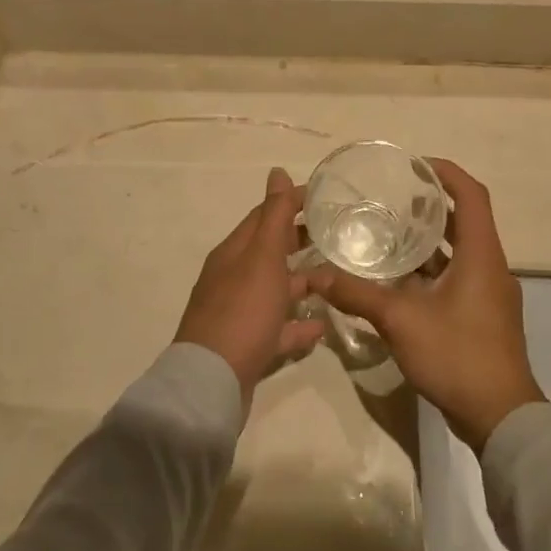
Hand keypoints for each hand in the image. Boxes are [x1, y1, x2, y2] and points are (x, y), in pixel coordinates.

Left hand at [175, 167, 324, 401]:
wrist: (212, 380)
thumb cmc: (242, 310)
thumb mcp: (262, 256)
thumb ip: (274, 216)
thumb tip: (277, 171)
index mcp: (234, 253)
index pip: (264, 216)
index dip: (292, 203)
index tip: (327, 196)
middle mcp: (233, 278)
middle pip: (270, 253)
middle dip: (299, 241)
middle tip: (338, 235)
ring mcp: (240, 313)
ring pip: (275, 291)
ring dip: (303, 283)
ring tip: (337, 279)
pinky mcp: (248, 346)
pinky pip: (278, 329)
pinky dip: (298, 325)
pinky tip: (322, 326)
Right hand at [306, 159, 543, 450]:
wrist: (500, 417)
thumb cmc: (457, 355)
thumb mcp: (400, 320)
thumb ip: (357, 294)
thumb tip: (315, 275)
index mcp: (481, 256)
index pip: (471, 196)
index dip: (446, 173)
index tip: (415, 164)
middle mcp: (490, 267)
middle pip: (464, 221)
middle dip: (430, 206)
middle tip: (390, 199)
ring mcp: (489, 294)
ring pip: (459, 252)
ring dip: (429, 240)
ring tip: (388, 233)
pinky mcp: (483, 316)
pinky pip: (457, 277)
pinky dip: (431, 270)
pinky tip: (398, 280)